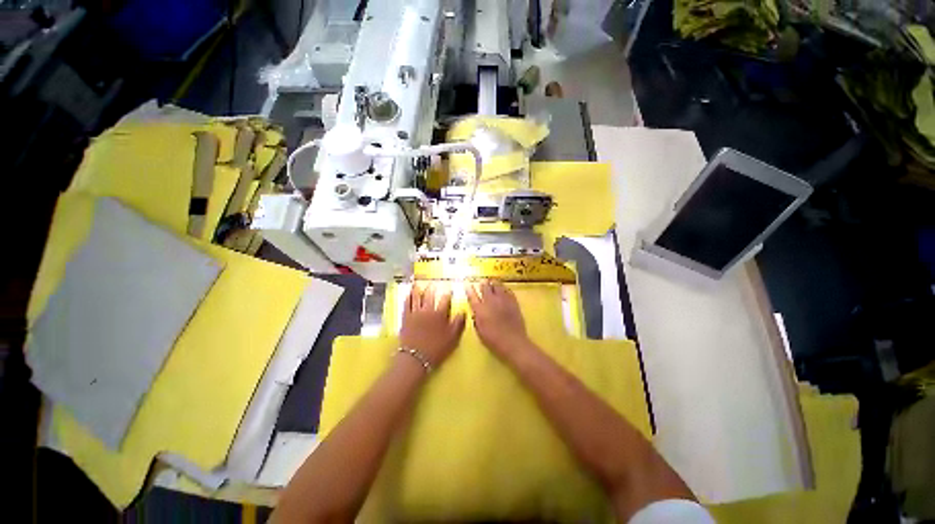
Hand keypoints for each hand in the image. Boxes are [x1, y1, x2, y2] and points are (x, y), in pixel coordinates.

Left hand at [399, 283, 465, 366]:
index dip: (448, 293)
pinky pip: (406, 304)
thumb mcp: (452, 338)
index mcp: (440, 314)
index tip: (450, 287)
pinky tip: (408, 293)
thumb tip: (463, 311)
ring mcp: (415, 313)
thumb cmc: (436, 348)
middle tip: (433, 282)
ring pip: (417, 297)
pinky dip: (408, 297)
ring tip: (418, 282)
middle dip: (433, 287)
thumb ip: (458, 323)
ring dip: (418, 288)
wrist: (415, 358)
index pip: (445, 299)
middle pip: (430, 295)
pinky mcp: (406, 318)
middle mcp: (427, 310)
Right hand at [465, 280, 530, 360]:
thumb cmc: (493, 340)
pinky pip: (508, 290)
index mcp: (480, 309)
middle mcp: (490, 301)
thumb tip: (476, 312)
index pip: (472, 295)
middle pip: (485, 287)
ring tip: (492, 281)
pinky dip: (504, 288)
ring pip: (497, 285)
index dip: (468, 289)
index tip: (466, 284)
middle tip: (482, 281)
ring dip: (493, 283)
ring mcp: (503, 300)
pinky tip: (504, 288)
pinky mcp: (513, 301)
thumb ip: (476, 318)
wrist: (512, 341)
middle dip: (482, 283)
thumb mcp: (479, 330)